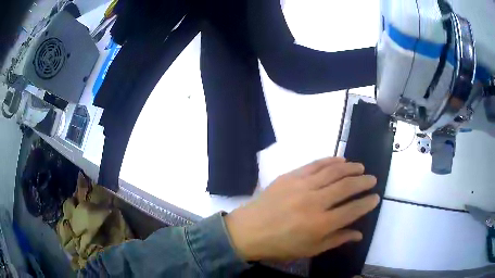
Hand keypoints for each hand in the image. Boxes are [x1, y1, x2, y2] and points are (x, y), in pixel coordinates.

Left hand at [224, 157, 378, 261]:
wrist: (249, 231)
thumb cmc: (280, 245)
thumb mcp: (310, 250)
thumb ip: (337, 240)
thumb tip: (359, 234)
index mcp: (321, 224)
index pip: (353, 210)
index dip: (367, 203)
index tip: (375, 197)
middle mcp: (315, 202)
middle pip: (347, 186)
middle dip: (363, 182)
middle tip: (372, 179)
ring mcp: (301, 186)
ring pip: (333, 171)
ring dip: (350, 167)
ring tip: (360, 167)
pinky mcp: (290, 176)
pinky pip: (315, 164)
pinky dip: (330, 160)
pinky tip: (340, 160)